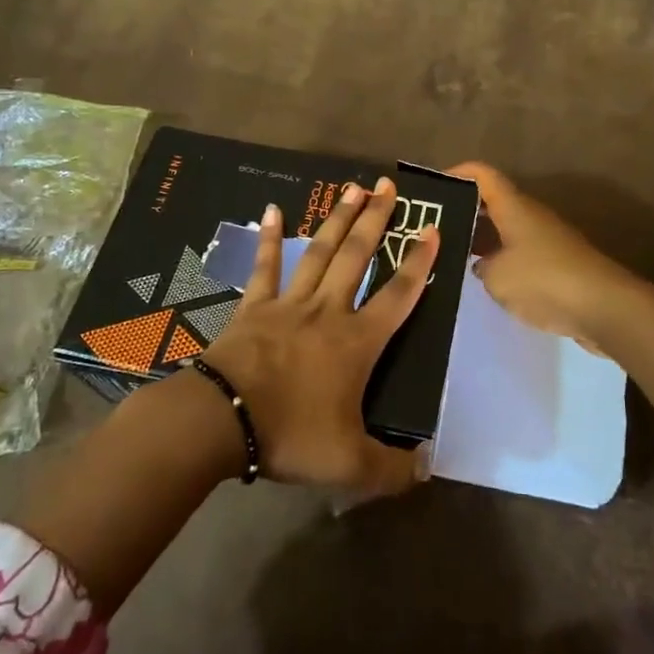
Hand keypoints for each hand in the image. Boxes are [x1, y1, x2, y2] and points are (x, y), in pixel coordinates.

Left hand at [202, 177, 438, 495]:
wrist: (222, 421)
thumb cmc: (291, 435)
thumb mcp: (350, 464)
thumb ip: (392, 468)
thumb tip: (427, 466)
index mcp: (357, 342)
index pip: (398, 296)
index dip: (418, 263)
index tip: (432, 230)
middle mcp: (328, 311)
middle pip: (357, 256)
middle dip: (377, 220)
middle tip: (389, 186)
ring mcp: (288, 304)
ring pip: (319, 252)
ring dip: (338, 219)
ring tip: (353, 188)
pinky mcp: (253, 307)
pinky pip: (264, 266)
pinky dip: (268, 238)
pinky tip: (271, 208)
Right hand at [448, 162, 640, 352]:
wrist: (605, 307)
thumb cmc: (544, 280)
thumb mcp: (497, 277)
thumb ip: (482, 267)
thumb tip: (483, 264)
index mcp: (514, 207)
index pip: (483, 174)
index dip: (458, 173)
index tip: (433, 188)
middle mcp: (531, 216)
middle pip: (493, 202)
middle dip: (465, 211)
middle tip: (435, 229)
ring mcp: (547, 240)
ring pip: (507, 230)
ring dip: (483, 240)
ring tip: (454, 258)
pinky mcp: (558, 265)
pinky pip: (521, 254)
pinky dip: (502, 261)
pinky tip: (488, 282)